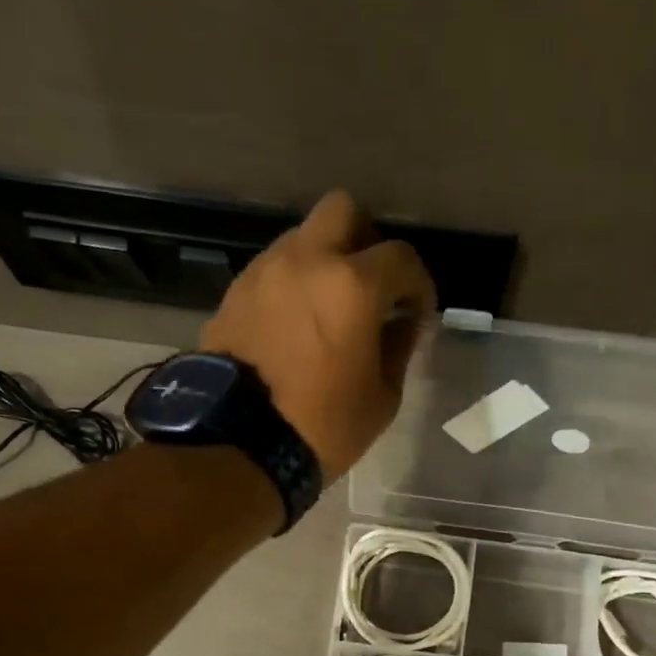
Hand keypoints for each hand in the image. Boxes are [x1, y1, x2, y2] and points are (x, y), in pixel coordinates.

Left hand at [200, 189, 436, 481]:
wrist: (240, 444)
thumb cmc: (323, 426)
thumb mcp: (382, 396)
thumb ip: (399, 346)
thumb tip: (404, 321)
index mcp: (352, 285)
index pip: (401, 257)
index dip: (419, 283)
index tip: (418, 312)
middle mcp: (306, 261)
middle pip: (344, 210)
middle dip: (367, 240)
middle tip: (373, 284)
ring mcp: (265, 271)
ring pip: (304, 238)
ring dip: (325, 261)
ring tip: (331, 308)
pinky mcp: (236, 292)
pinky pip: (275, 269)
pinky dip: (294, 283)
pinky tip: (298, 323)